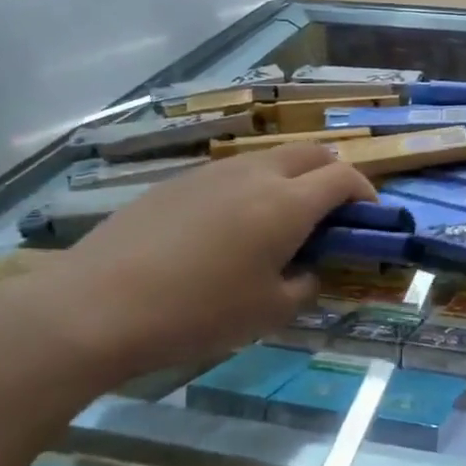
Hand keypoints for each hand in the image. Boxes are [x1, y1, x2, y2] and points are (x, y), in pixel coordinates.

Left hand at [12, 145, 374, 380]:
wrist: (96, 305)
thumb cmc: (197, 313)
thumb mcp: (268, 313)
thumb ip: (305, 286)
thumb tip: (308, 272)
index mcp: (286, 203)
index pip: (343, 176)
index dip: (366, 192)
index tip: (368, 217)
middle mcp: (254, 174)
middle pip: (310, 152)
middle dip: (331, 175)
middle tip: (329, 215)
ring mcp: (212, 172)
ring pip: (268, 159)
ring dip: (290, 179)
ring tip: (278, 223)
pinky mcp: (176, 182)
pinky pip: (230, 173)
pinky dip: (250, 188)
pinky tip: (226, 230)